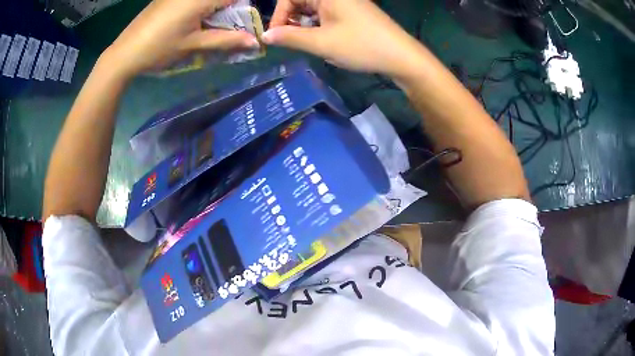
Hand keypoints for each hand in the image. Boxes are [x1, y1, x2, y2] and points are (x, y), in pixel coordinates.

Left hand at [103, 0, 258, 77]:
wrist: (124, 53)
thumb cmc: (159, 49)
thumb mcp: (193, 45)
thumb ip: (226, 40)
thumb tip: (255, 42)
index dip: (243, 8)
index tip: (242, 22)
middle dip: (229, 8)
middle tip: (226, 26)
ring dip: (214, 8)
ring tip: (208, 25)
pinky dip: (200, 7)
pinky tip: (192, 21)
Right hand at [263, 0, 423, 77]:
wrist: (402, 57)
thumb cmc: (361, 46)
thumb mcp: (321, 43)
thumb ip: (290, 38)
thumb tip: (265, 36)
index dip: (278, 15)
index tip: (274, 36)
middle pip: (300, 1)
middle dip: (290, 20)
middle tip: (288, 41)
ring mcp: (345, 2)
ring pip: (312, 9)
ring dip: (303, 25)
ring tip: (305, 43)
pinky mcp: (351, 11)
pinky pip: (325, 14)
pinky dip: (317, 26)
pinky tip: (320, 40)